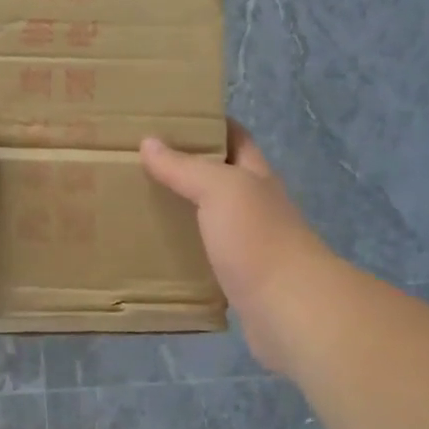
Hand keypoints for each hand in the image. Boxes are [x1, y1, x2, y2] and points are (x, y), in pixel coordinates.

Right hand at [141, 122, 331, 374]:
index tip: (170, 119)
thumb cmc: (258, 238)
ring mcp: (249, 243)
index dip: (209, 124)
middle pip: (220, 177)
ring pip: (210, 218)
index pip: (235, 138)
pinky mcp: (238, 278)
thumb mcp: (220, 189)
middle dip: (187, 168)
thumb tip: (149, 142)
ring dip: (182, 210)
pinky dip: (184, 250)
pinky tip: (156, 250)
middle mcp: (255, 205)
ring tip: (139, 203)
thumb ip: (185, 167)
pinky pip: (205, 255)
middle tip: (141, 162)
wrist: (290, 309)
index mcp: (256, 176)